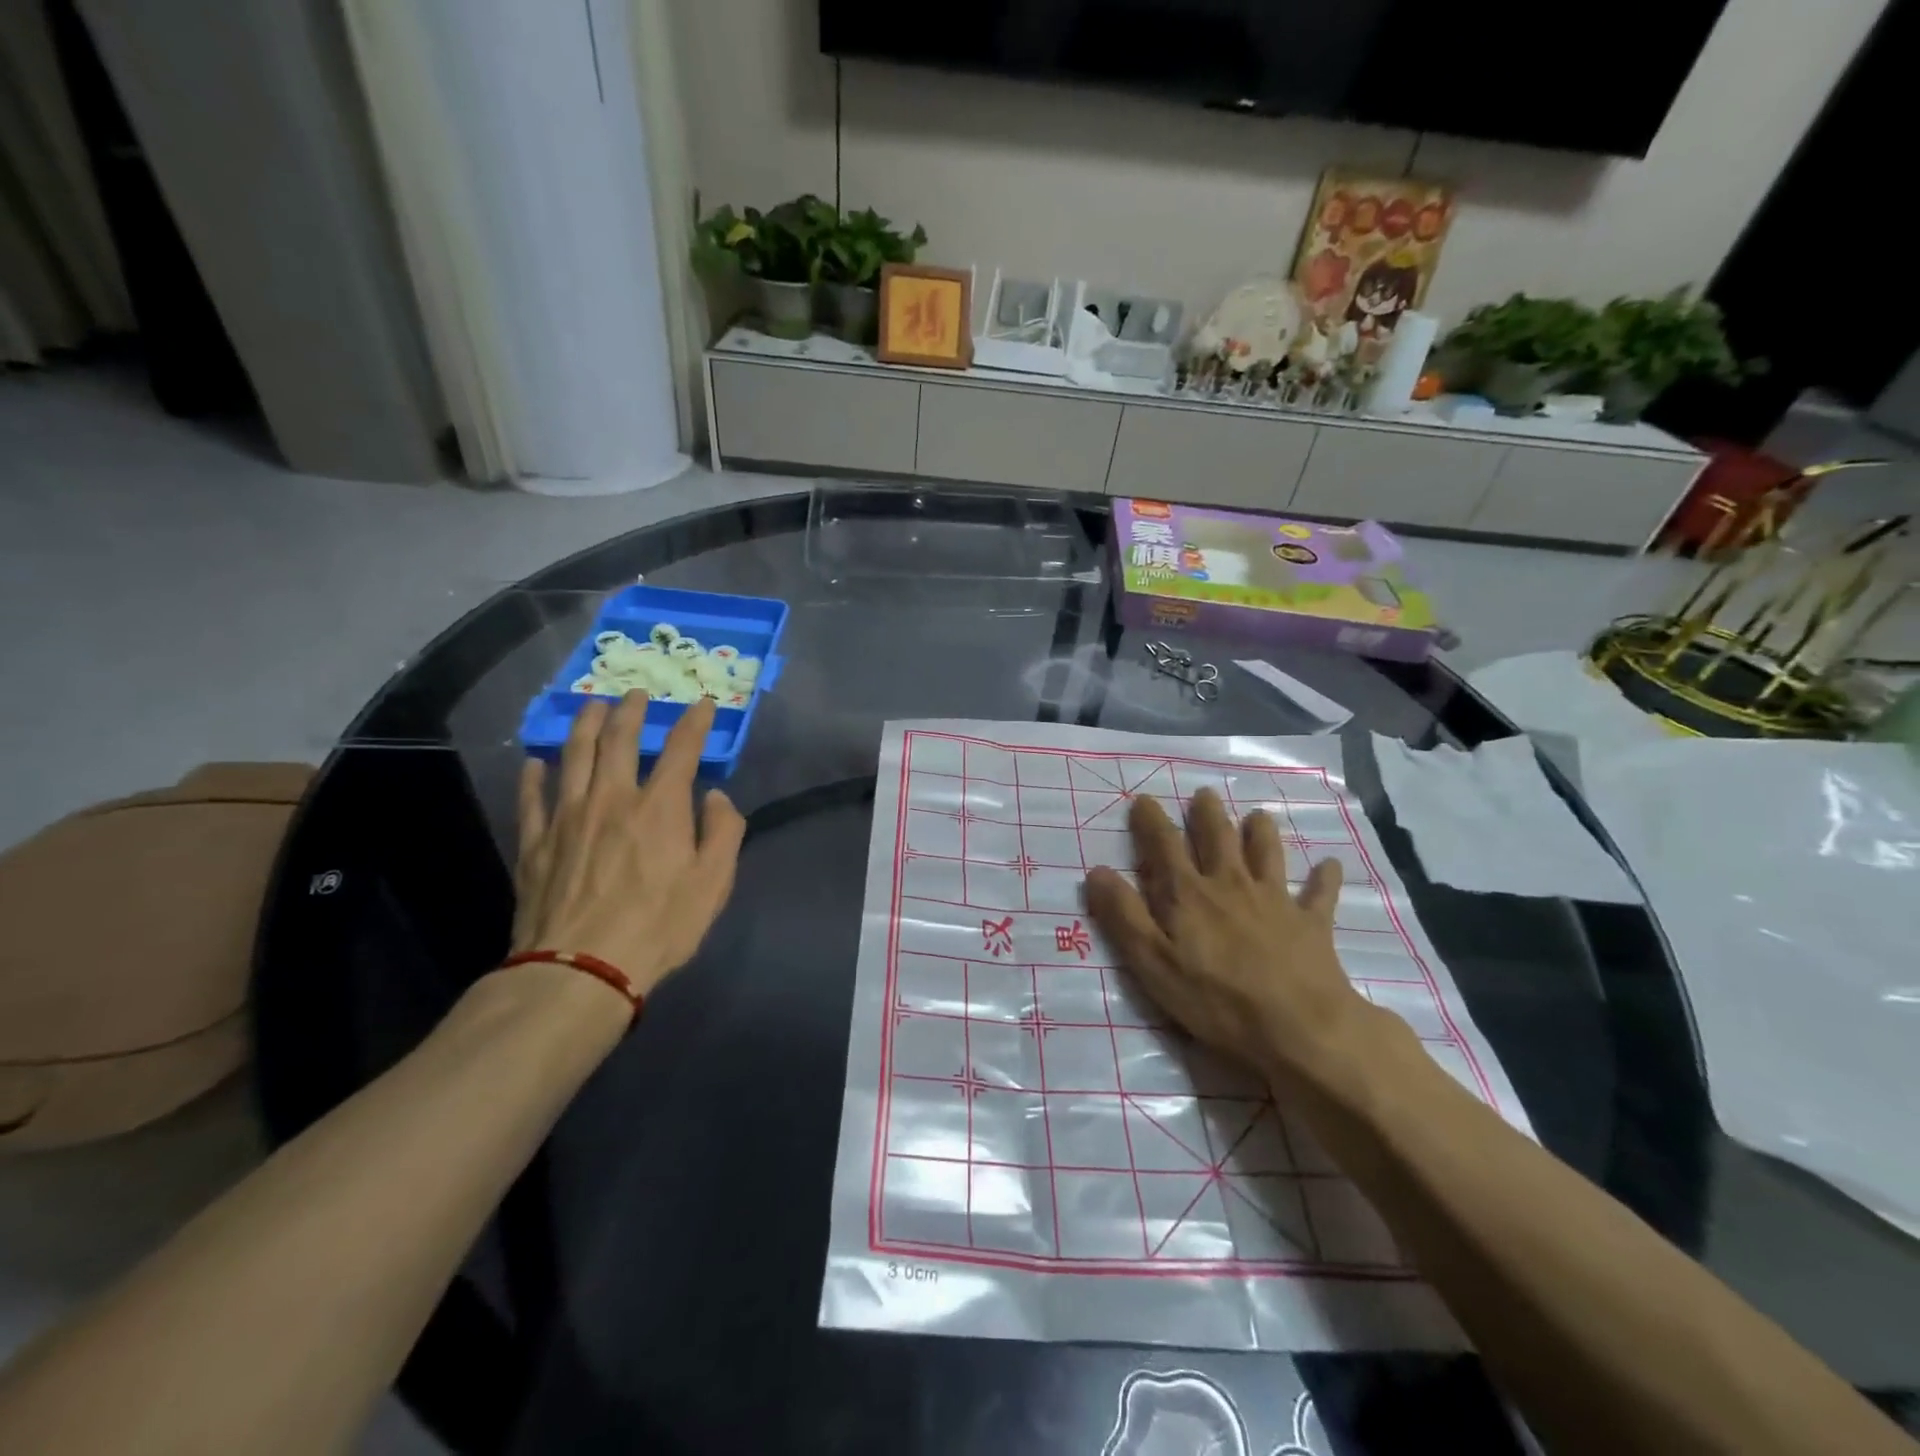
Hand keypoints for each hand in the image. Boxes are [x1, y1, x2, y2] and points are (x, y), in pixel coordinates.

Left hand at [512, 693, 745, 998]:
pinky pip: (532, 796)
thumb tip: (717, 796)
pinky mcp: (535, 841)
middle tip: (635, 693)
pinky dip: (536, 774)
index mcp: (660, 806)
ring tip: (591, 706)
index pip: (681, 748)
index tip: (703, 704)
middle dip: (630, 710)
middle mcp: (612, 797)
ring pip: (574, 755)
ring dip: (585, 724)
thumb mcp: (714, 883)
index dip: (694, 722)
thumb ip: (723, 832)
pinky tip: (538, 762)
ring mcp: (567, 816)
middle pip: (618, 738)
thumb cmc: (660, 926)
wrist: (582, 968)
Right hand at [1082, 789, 1373, 1088]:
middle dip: (1208, 814)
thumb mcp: (1153, 963)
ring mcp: (1275, 900)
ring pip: (1267, 853)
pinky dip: (1324, 878)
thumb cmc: (1216, 999)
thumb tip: (1097, 871)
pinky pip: (1320, 894)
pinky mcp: (1312, 923)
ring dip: (1262, 832)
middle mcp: (1231, 885)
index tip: (1144, 800)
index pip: (1164, 846)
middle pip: (1218, 838)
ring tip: (1258, 816)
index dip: (1152, 821)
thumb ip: (1124, 916)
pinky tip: (1330, 865)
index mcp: (1189, 894)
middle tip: (1204, 794)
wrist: (1298, 1027)